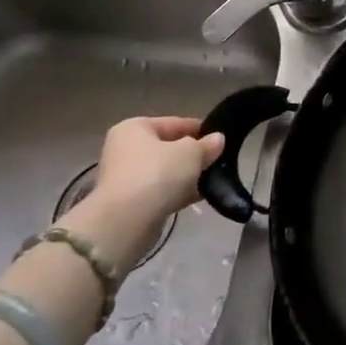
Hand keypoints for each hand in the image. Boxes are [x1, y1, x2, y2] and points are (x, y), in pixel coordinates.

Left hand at [61, 116, 224, 270]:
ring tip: (214, 179)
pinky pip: (161, 191)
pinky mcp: (130, 203)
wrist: (127, 221)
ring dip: (187, 176)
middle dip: (193, 155)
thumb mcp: (191, 152)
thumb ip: (207, 145)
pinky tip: (201, 195)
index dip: (199, 129)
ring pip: (165, 171)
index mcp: (134, 128)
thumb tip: (217, 139)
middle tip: (218, 159)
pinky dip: (178, 192)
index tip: (220, 137)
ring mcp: (126, 177)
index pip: (174, 123)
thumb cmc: (158, 174)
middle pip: (168, 148)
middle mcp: (125, 149)